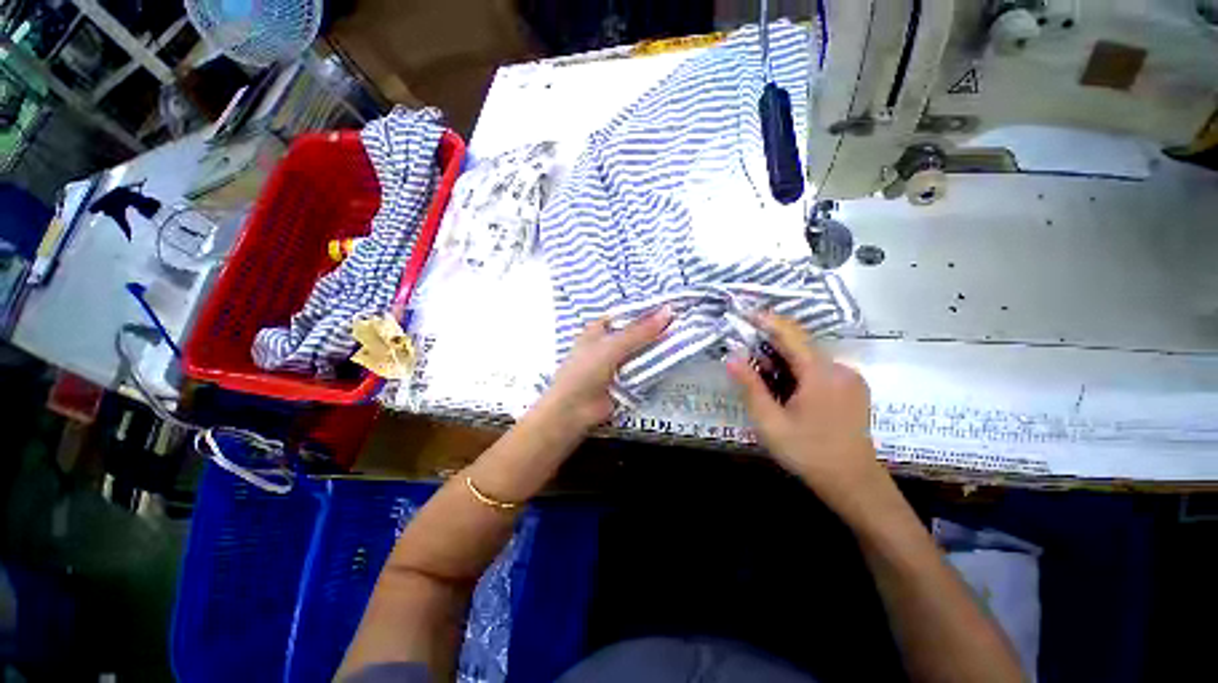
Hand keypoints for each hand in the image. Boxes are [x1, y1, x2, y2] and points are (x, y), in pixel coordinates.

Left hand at [537, 307, 673, 432]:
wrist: (574, 411)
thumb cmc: (586, 371)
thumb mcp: (612, 347)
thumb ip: (639, 331)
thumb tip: (668, 311)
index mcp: (599, 329)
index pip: (627, 314)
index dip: (647, 310)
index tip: (672, 307)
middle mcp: (609, 343)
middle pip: (636, 333)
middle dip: (656, 330)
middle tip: (684, 322)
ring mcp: (617, 363)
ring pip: (641, 351)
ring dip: (658, 348)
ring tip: (685, 337)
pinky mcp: (625, 380)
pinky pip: (643, 369)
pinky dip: (655, 366)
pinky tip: (674, 359)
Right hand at [726, 312, 886, 507]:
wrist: (854, 484)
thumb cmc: (808, 453)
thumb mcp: (770, 423)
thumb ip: (750, 387)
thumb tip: (731, 357)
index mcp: (820, 374)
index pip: (791, 334)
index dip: (767, 320)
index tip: (745, 313)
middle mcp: (839, 368)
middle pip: (801, 344)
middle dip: (771, 343)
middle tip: (745, 351)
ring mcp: (850, 378)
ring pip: (810, 356)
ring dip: (784, 358)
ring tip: (762, 374)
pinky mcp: (853, 388)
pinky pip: (820, 368)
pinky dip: (798, 368)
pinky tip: (787, 387)